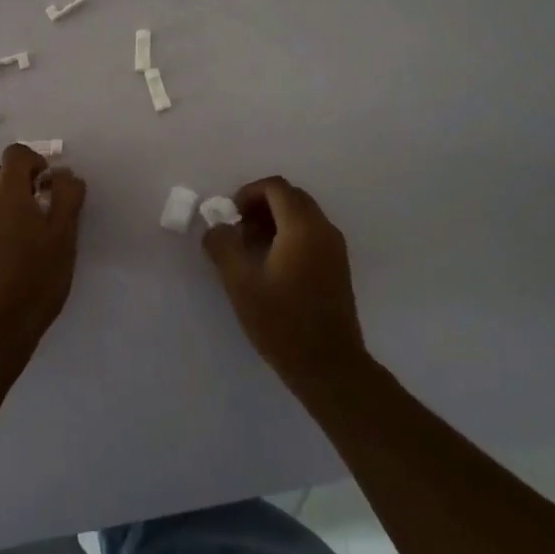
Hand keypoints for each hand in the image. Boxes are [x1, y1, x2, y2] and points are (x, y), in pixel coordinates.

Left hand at [0, 144, 86, 367]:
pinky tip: (9, 245)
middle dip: (17, 177)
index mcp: (6, 192)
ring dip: (3, 195)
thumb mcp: (63, 238)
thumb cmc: (34, 280)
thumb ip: (67, 198)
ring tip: (24, 225)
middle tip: (38, 202)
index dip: (36, 161)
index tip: (49, 185)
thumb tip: (65, 174)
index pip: (16, 153)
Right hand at [201, 176, 365, 389]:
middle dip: (261, 206)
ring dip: (274, 221)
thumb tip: (216, 226)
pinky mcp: (338, 266)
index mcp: (302, 227)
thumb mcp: (241, 284)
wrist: (330, 366)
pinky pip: (312, 234)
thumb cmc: (283, 323)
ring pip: (302, 215)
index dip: (248, 193)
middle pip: (291, 197)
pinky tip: (272, 266)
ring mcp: (335, 248)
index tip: (229, 216)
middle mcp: (323, 229)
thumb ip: (223, 246)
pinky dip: (289, 235)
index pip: (276, 187)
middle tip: (238, 230)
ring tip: (250, 250)